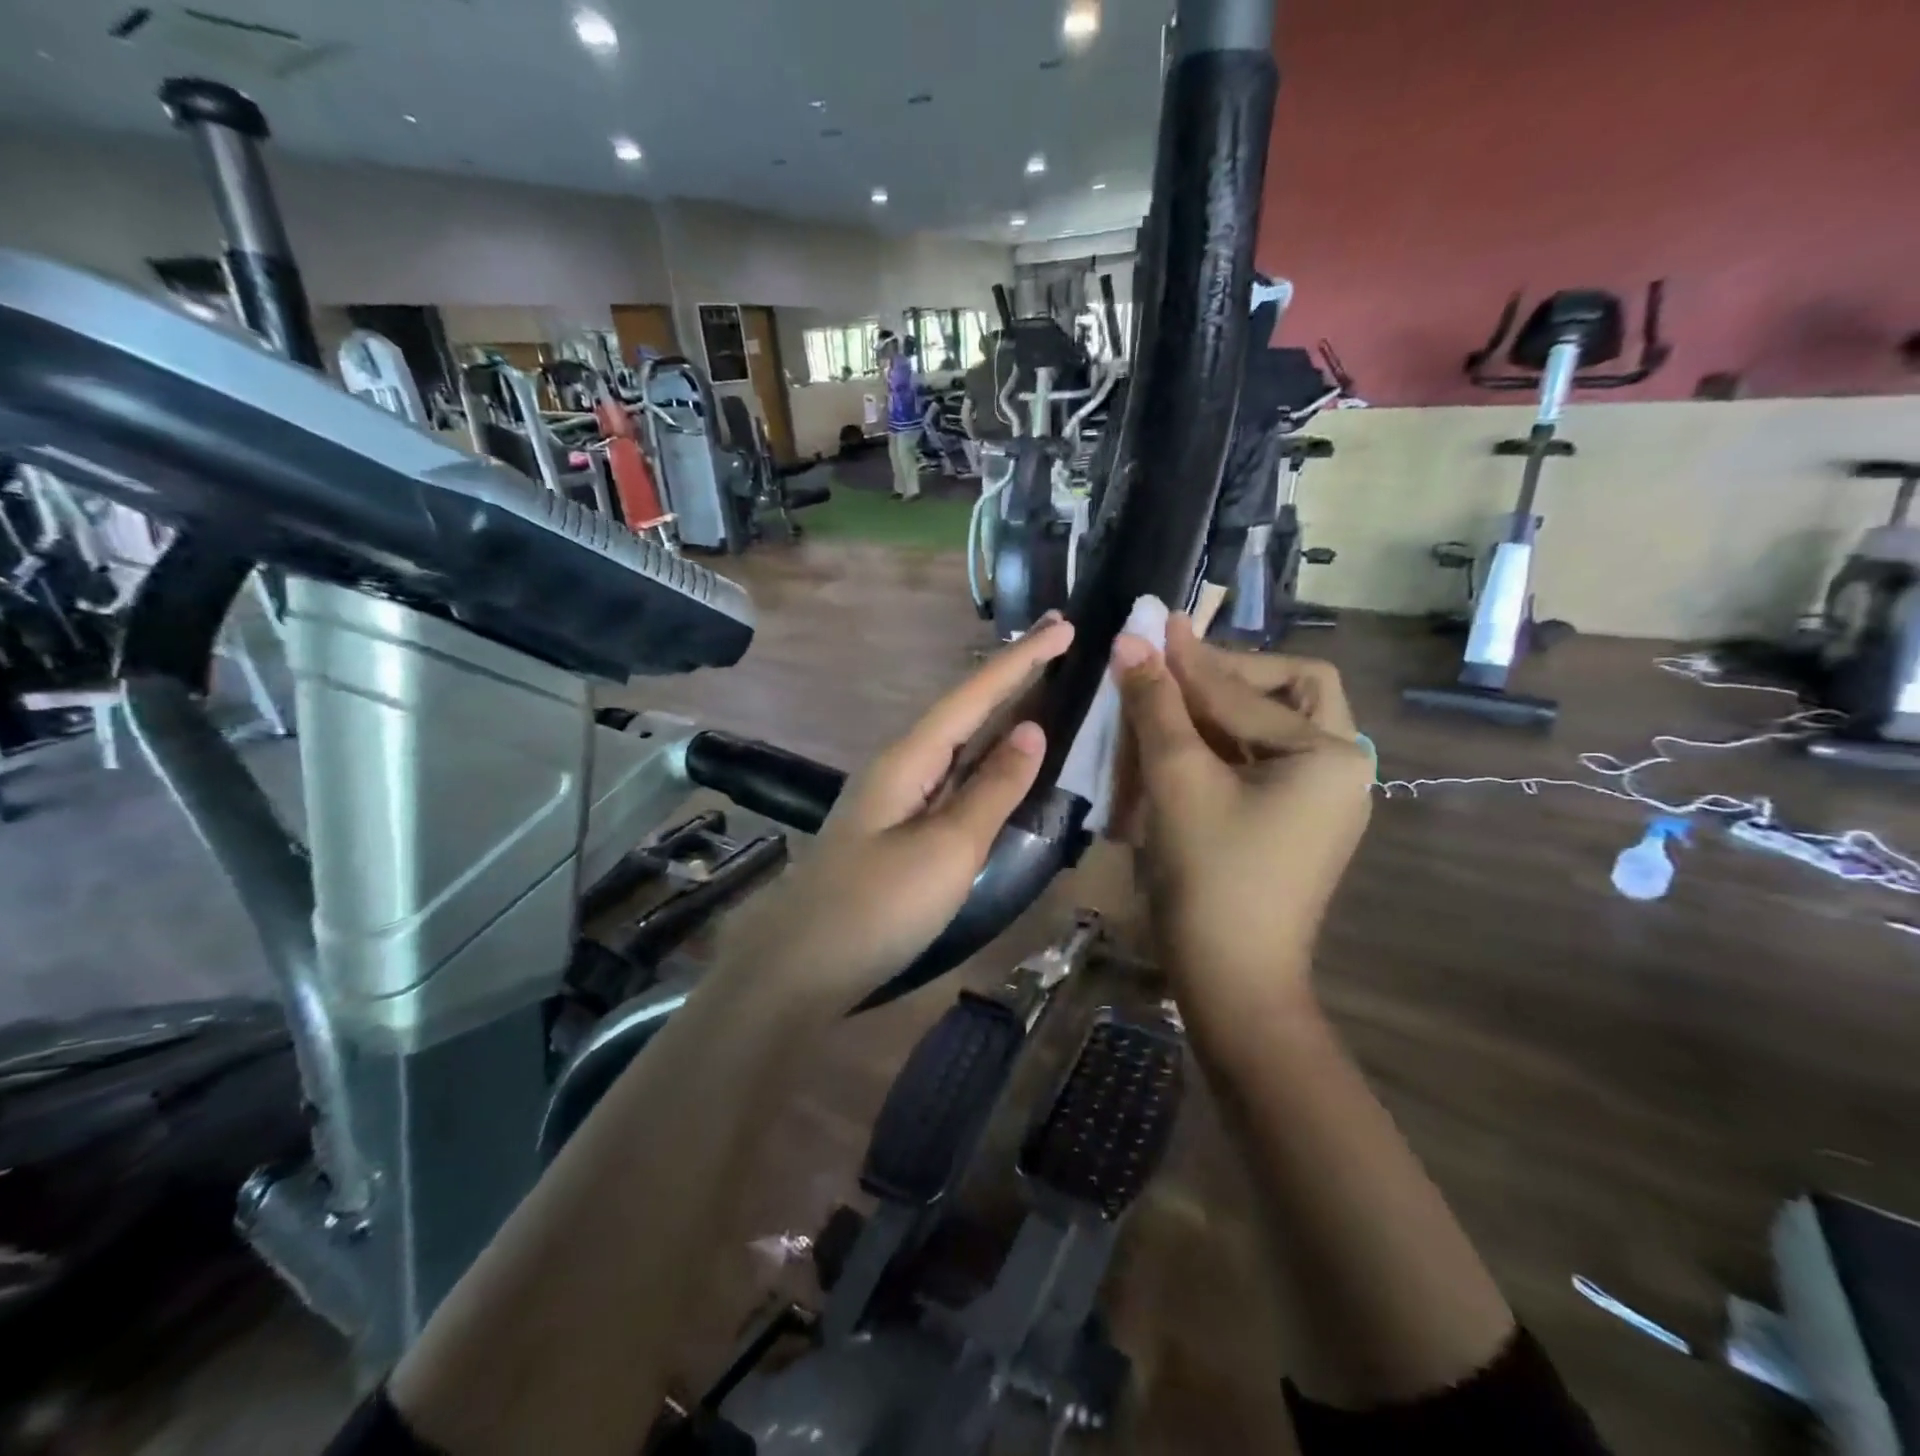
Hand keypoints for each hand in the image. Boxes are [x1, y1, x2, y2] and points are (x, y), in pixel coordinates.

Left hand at [720, 617, 1074, 1006]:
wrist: (800, 969)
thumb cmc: (877, 908)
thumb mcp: (947, 849)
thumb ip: (992, 790)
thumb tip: (1032, 730)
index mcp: (908, 758)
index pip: (973, 695)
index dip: (1020, 660)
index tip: (1063, 626)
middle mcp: (901, 766)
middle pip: (964, 709)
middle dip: (1011, 675)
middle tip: (1058, 642)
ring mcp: (897, 798)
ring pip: (958, 743)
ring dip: (999, 713)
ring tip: (1042, 686)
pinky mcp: (900, 829)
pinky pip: (952, 778)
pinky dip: (985, 759)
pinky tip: (1001, 760)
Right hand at [1112, 616, 1372, 1008]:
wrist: (1232, 981)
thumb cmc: (1210, 875)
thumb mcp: (1178, 781)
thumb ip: (1157, 706)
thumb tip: (1132, 641)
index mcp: (1328, 756)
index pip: (1247, 690)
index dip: (1190, 661)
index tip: (1151, 626)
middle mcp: (1339, 770)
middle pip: (1289, 692)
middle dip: (1229, 677)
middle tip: (1173, 673)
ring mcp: (1321, 801)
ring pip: (1273, 728)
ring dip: (1221, 710)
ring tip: (1168, 703)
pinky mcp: (1296, 824)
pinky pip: (1263, 763)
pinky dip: (1223, 746)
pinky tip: (1181, 746)